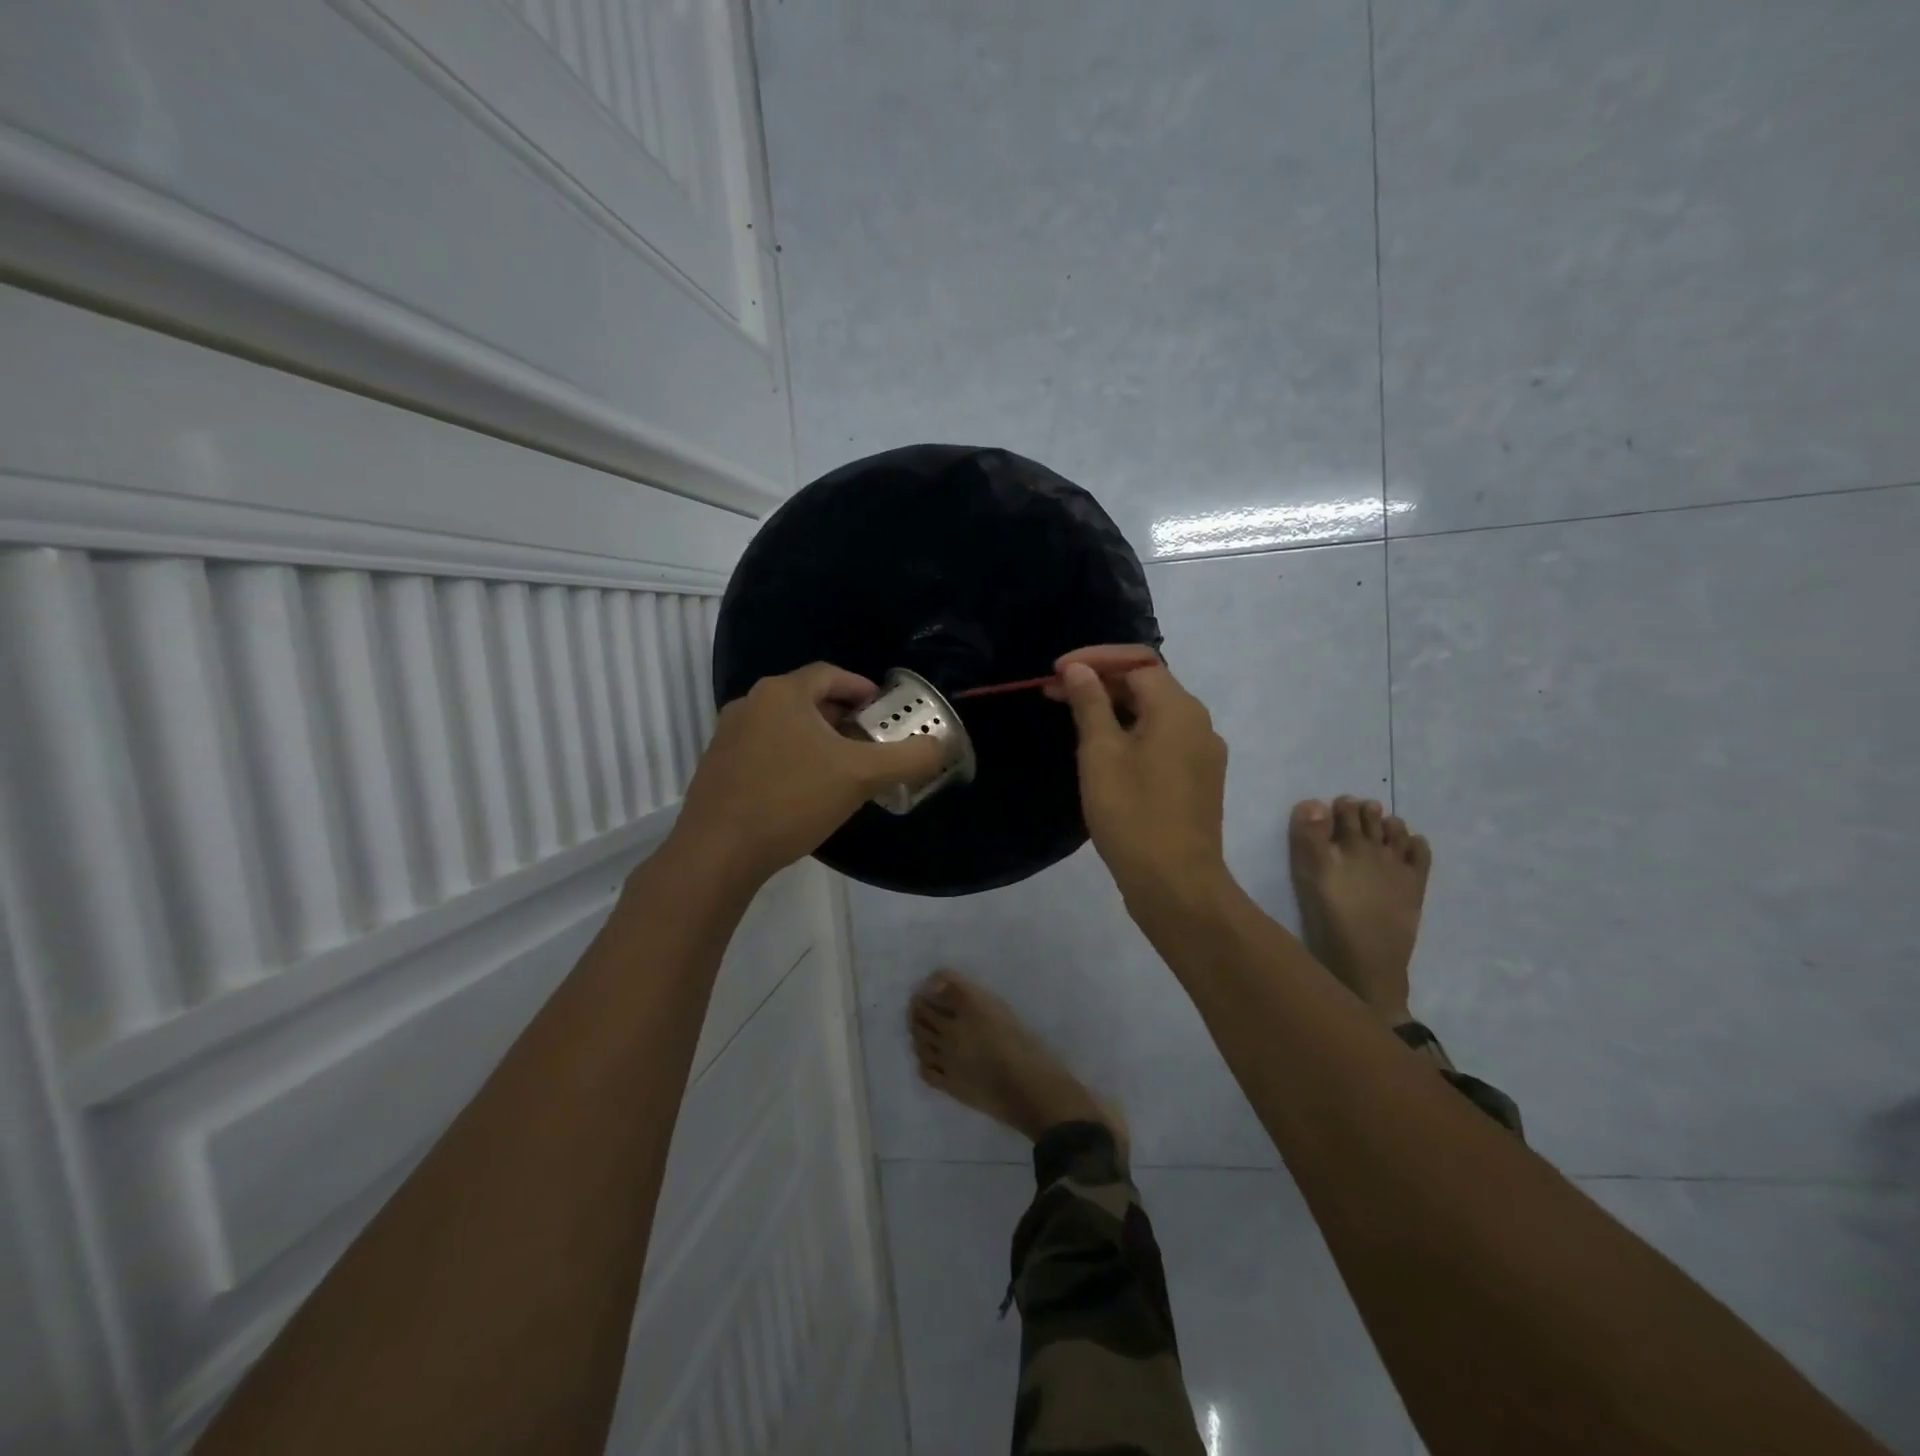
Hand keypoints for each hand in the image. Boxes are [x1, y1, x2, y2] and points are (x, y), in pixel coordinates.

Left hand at [667, 663, 947, 889]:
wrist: (718, 852)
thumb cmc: (791, 800)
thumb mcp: (860, 776)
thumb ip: (908, 758)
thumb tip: (943, 745)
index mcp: (782, 693)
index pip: (830, 675)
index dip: (862, 688)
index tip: (883, 710)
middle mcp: (750, 704)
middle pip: (807, 700)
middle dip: (842, 718)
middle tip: (869, 742)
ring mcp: (727, 736)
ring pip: (784, 727)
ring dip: (816, 740)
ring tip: (842, 769)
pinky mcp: (717, 767)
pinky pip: (764, 750)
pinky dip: (790, 759)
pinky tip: (803, 792)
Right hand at [1053, 646, 1231, 912]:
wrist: (1176, 884)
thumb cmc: (1132, 814)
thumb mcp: (1101, 754)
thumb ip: (1089, 704)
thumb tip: (1079, 669)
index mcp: (1178, 709)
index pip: (1137, 661)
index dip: (1094, 659)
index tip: (1055, 672)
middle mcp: (1199, 723)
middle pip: (1148, 684)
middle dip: (1100, 682)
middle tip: (1054, 693)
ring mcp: (1203, 753)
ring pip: (1154, 714)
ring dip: (1113, 708)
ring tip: (1072, 718)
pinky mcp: (1198, 780)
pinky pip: (1162, 740)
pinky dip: (1131, 733)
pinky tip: (1104, 750)